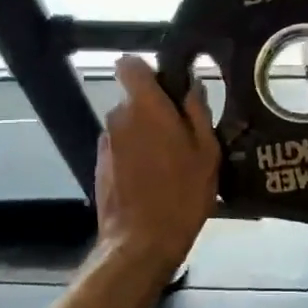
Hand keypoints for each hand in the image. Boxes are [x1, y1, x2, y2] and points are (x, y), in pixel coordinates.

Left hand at [95, 56, 218, 271]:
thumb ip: (198, 113)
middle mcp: (118, 118)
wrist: (141, 242)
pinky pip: (121, 148)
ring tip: (171, 164)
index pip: (129, 65)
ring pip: (128, 126)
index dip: (147, 71)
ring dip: (146, 135)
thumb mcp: (207, 153)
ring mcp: (106, 143)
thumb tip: (192, 87)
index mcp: (145, 107)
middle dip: (155, 110)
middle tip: (183, 136)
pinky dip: (135, 156)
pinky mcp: (100, 166)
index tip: (168, 88)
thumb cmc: (183, 194)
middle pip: (134, 99)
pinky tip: (154, 181)